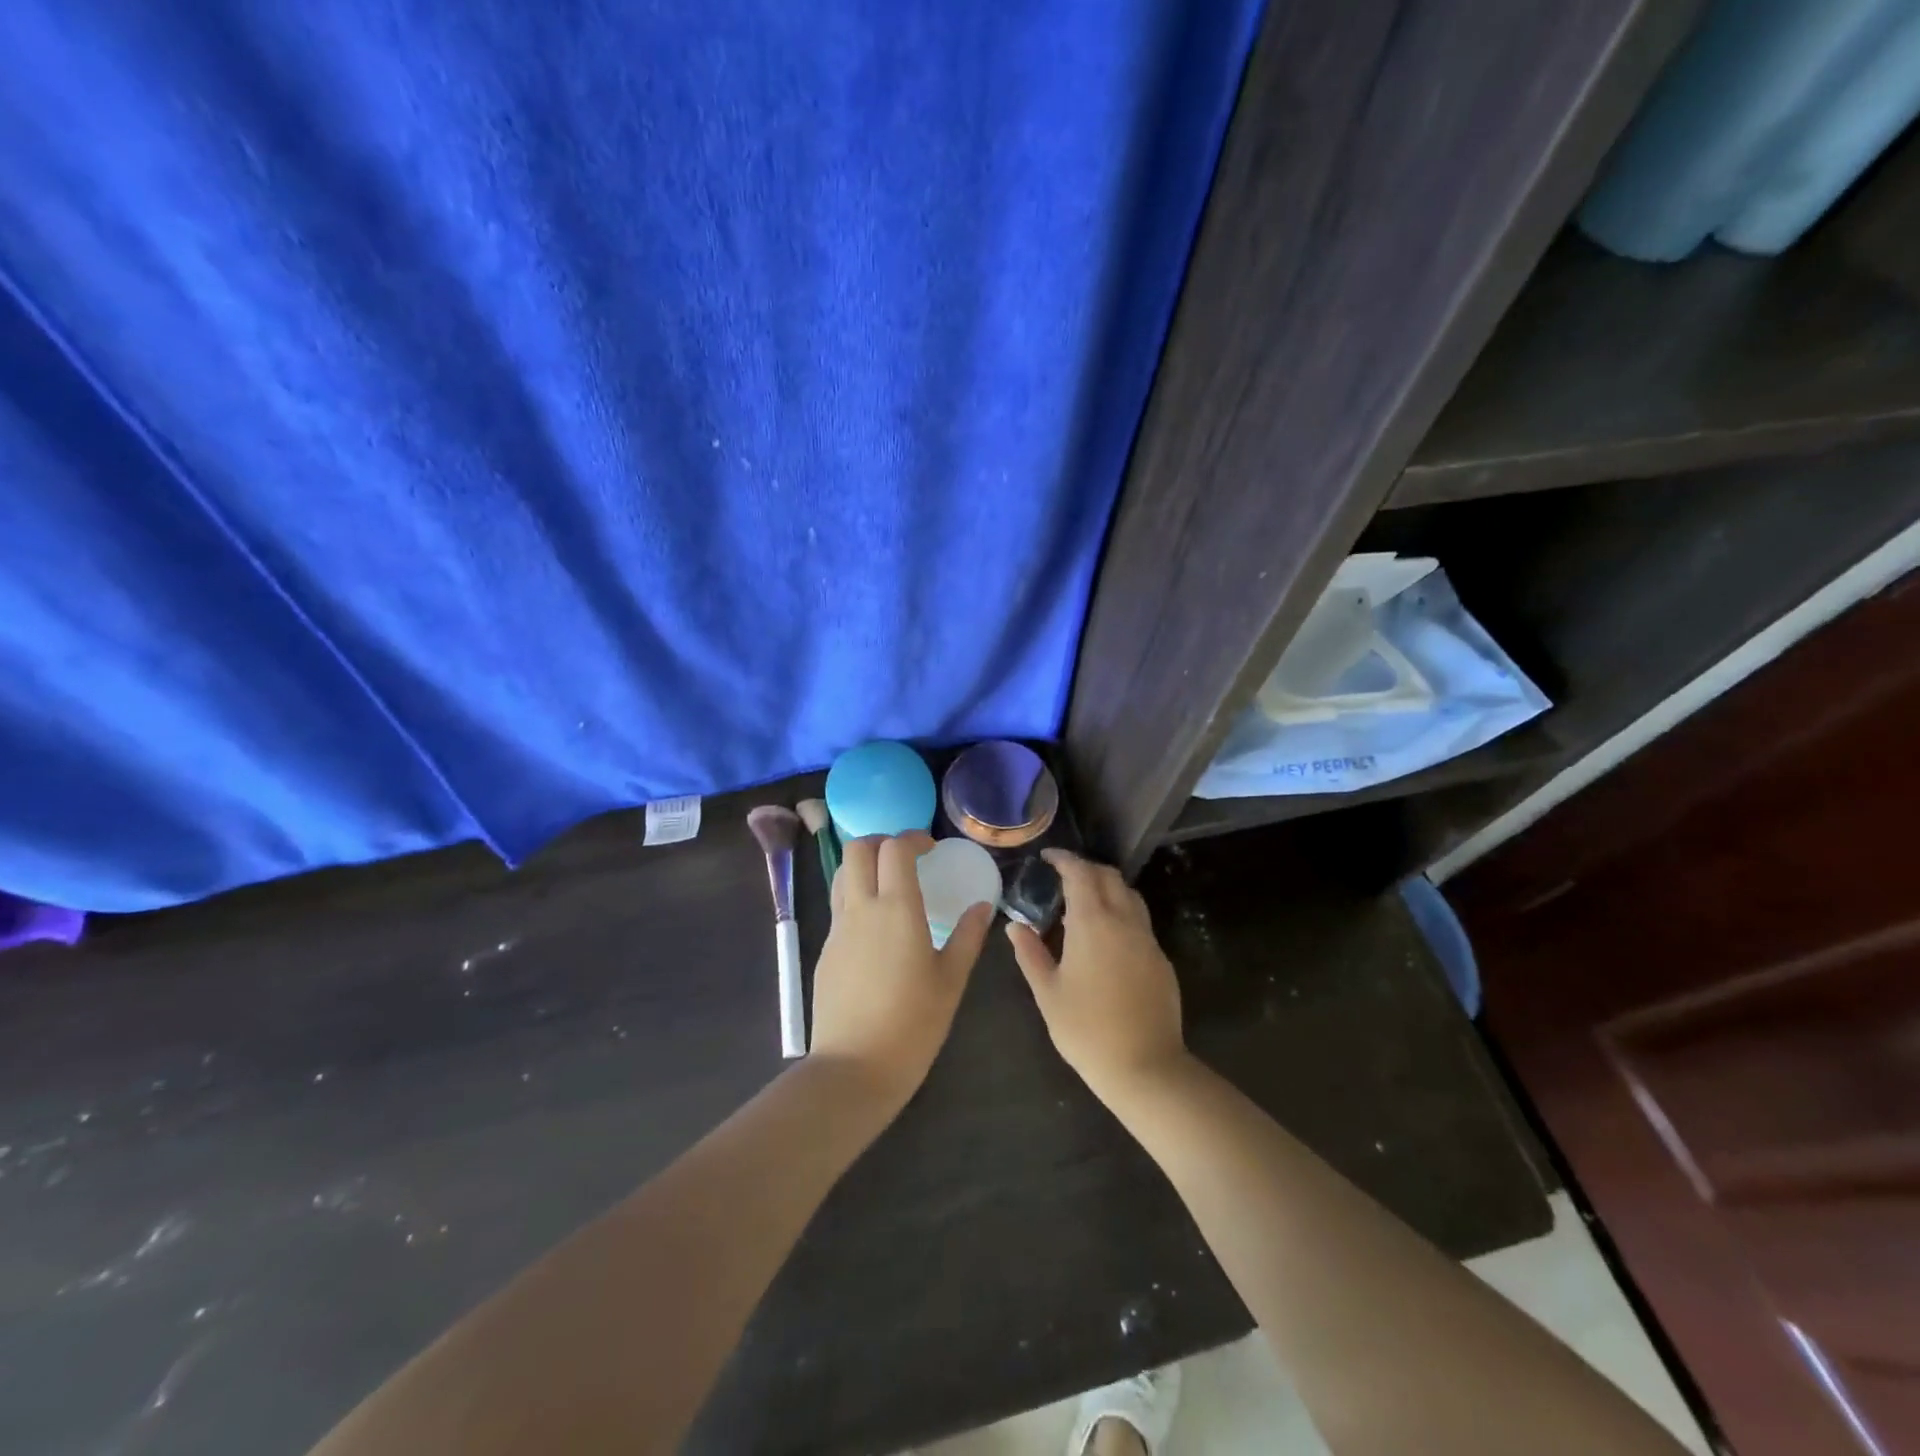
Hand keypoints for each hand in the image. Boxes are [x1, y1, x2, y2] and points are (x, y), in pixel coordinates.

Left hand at [808, 832, 993, 1108]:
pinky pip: (839, 906)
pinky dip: (856, 895)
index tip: (931, 848)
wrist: (854, 1067)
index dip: (913, 838)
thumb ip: (967, 936)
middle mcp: (862, 908)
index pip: (895, 848)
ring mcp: (838, 929)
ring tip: (889, 884)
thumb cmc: (913, 1024)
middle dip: (881, 841)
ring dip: (864, 865)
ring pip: (842, 873)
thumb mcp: (951, 980)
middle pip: (858, 849)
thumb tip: (982, 906)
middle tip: (906, 858)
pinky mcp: (826, 949)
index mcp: (897, 909)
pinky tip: (876, 925)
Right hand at [1005, 849, 1188, 1106]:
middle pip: (1109, 876)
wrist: (1145, 1066)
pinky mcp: (1160, 958)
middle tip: (1062, 878)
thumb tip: (1014, 926)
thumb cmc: (1086, 1029)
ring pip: (1129, 895)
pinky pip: (1139, 920)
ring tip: (1083, 903)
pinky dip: (1121, 912)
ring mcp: (1147, 939)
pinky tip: (1105, 937)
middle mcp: (1124, 920)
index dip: (1063, 859)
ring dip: (1106, 887)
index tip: (1047, 858)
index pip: (1080, 873)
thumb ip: (1030, 953)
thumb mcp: (1047, 992)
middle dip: (1085, 869)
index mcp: (1093, 922)